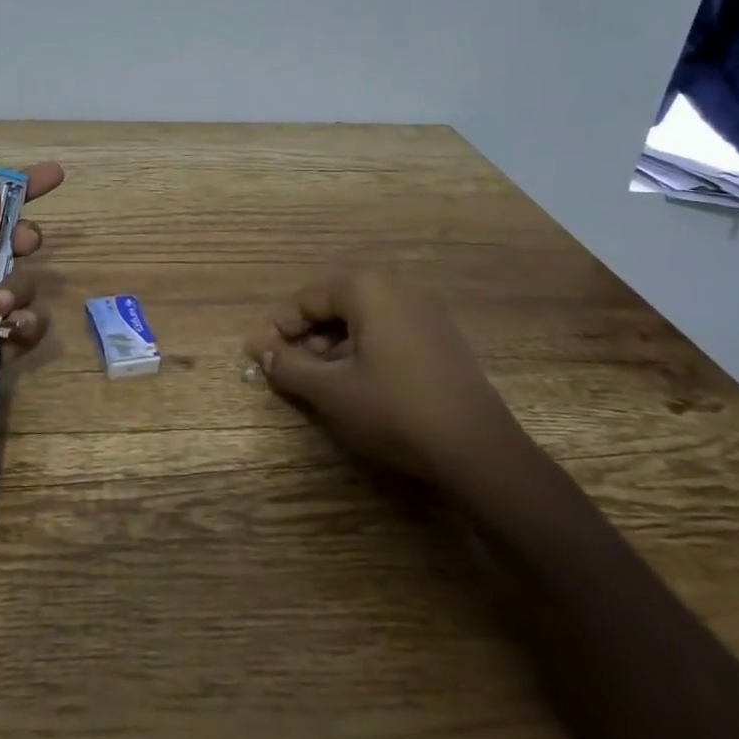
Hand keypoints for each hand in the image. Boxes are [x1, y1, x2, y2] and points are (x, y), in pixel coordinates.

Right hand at [245, 267, 527, 492]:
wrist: (478, 451)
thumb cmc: (394, 411)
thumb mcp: (331, 391)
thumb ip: (289, 366)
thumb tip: (261, 351)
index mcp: (368, 288)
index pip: (307, 299)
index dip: (278, 327)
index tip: (259, 355)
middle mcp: (398, 288)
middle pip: (335, 305)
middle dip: (306, 336)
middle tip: (286, 368)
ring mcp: (426, 312)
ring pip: (362, 320)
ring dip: (332, 346)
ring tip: (317, 380)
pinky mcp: (442, 338)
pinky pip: (388, 332)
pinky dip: (363, 350)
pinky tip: (356, 383)